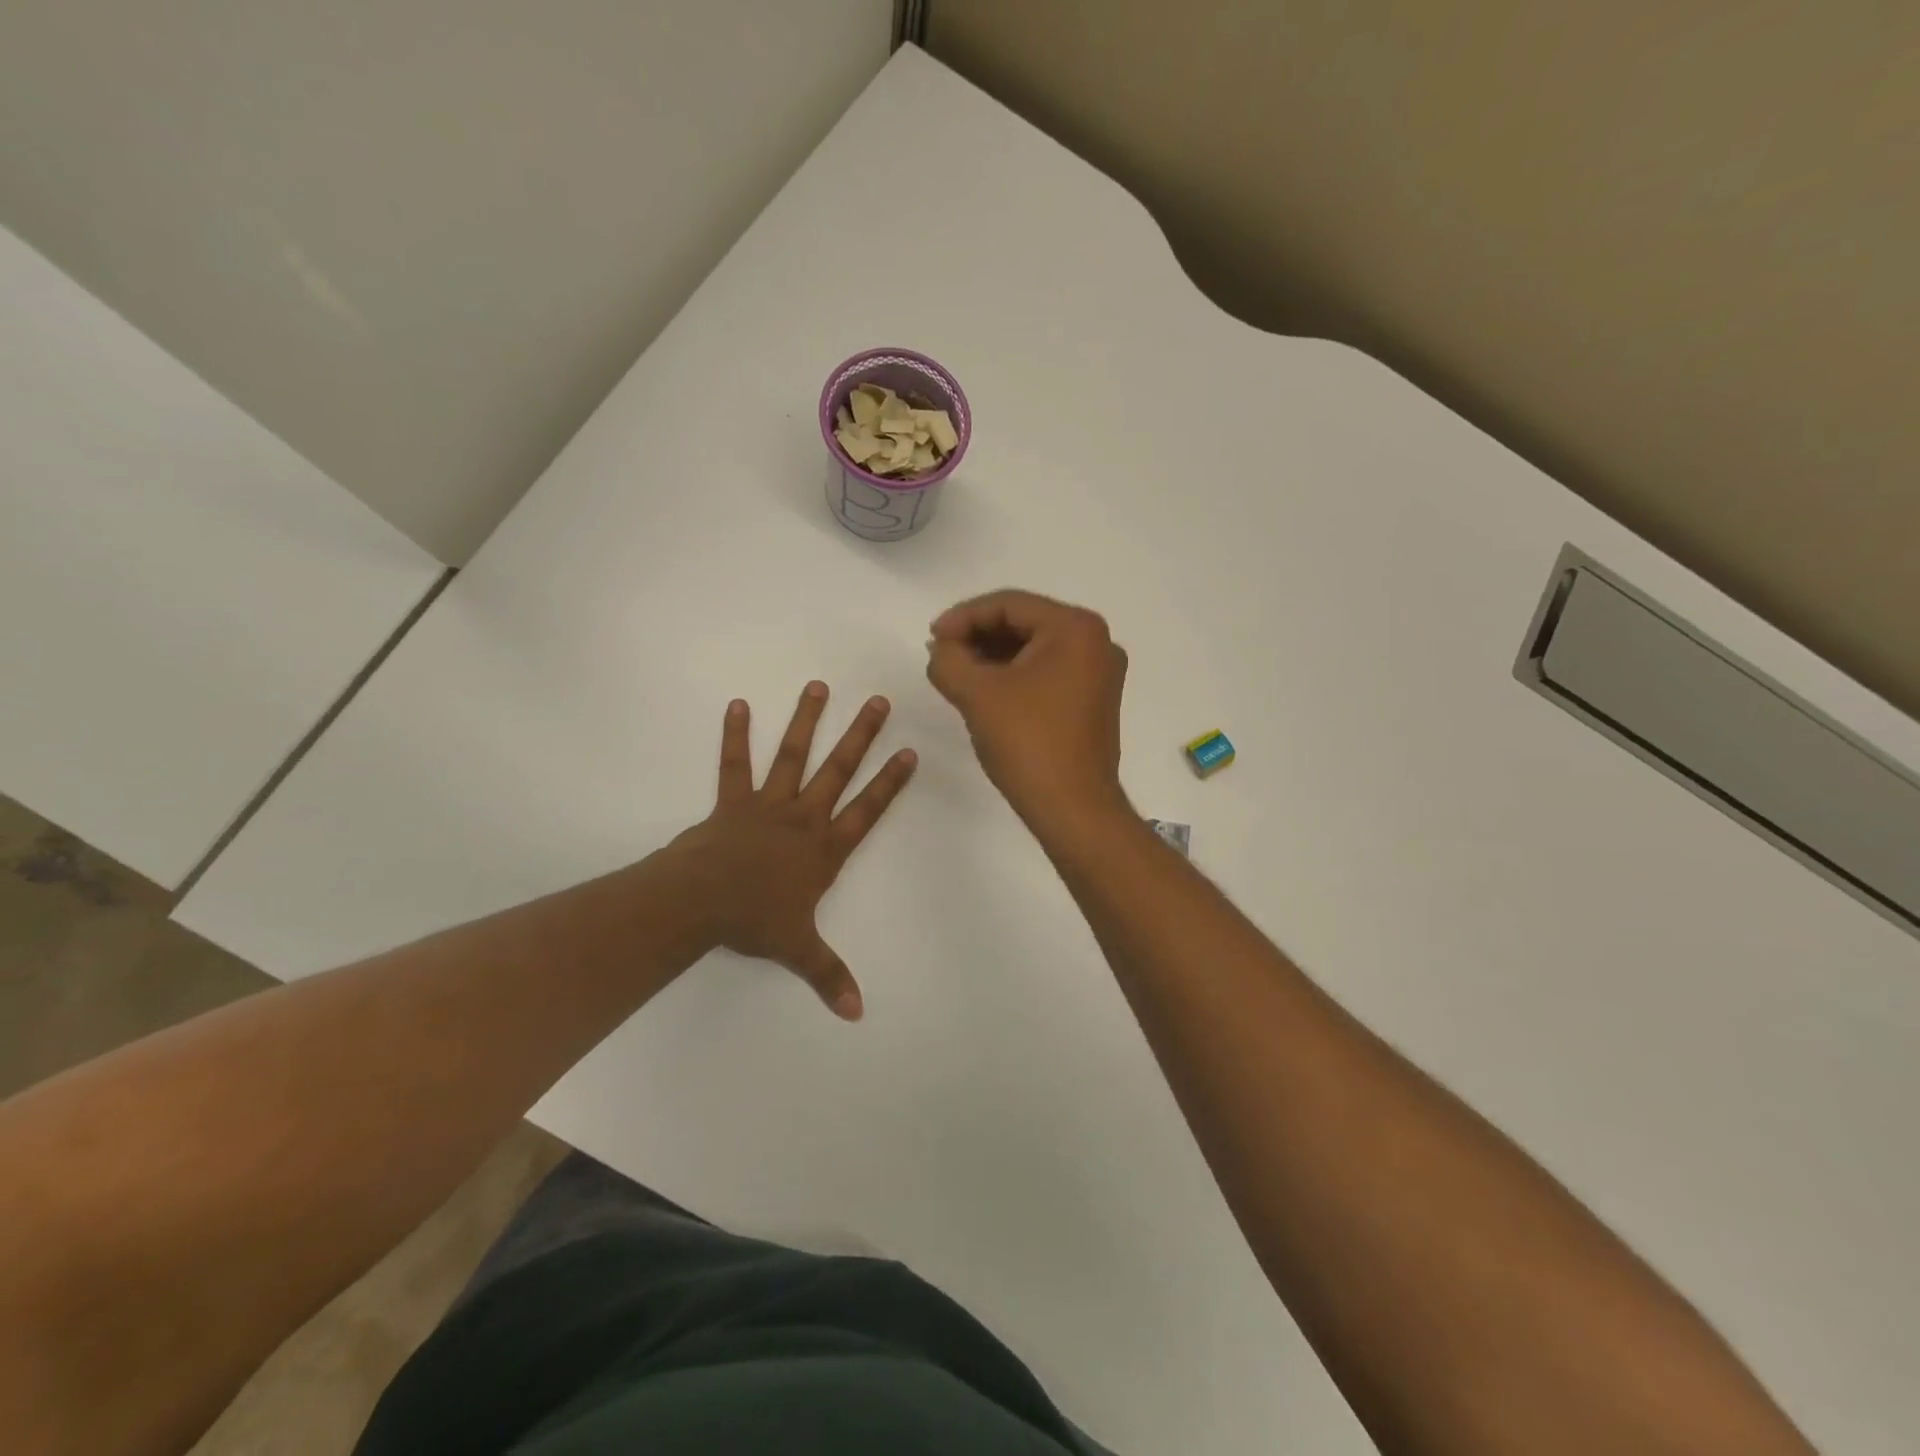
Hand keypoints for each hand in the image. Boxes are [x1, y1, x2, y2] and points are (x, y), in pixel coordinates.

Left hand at [673, 683, 916, 1020]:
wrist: (700, 904)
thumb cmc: (753, 922)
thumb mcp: (798, 949)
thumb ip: (829, 975)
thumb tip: (856, 1013)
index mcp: (824, 849)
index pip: (867, 810)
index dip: (890, 783)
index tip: (908, 753)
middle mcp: (803, 818)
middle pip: (838, 770)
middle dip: (860, 735)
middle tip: (877, 701)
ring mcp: (768, 804)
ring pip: (792, 755)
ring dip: (806, 720)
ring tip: (817, 686)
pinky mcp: (733, 801)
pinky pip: (735, 764)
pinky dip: (735, 735)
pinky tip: (737, 705)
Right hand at [925, 589, 1129, 832]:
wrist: (1073, 809)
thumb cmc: (1028, 743)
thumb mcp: (976, 694)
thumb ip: (948, 660)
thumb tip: (942, 649)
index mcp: (1076, 629)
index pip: (1010, 605)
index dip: (964, 617)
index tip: (931, 637)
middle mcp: (1097, 642)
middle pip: (1024, 623)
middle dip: (978, 636)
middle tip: (941, 653)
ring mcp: (1099, 673)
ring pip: (1035, 649)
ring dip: (993, 656)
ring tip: (956, 672)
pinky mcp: (1094, 701)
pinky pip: (1047, 673)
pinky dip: (1014, 676)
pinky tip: (984, 690)